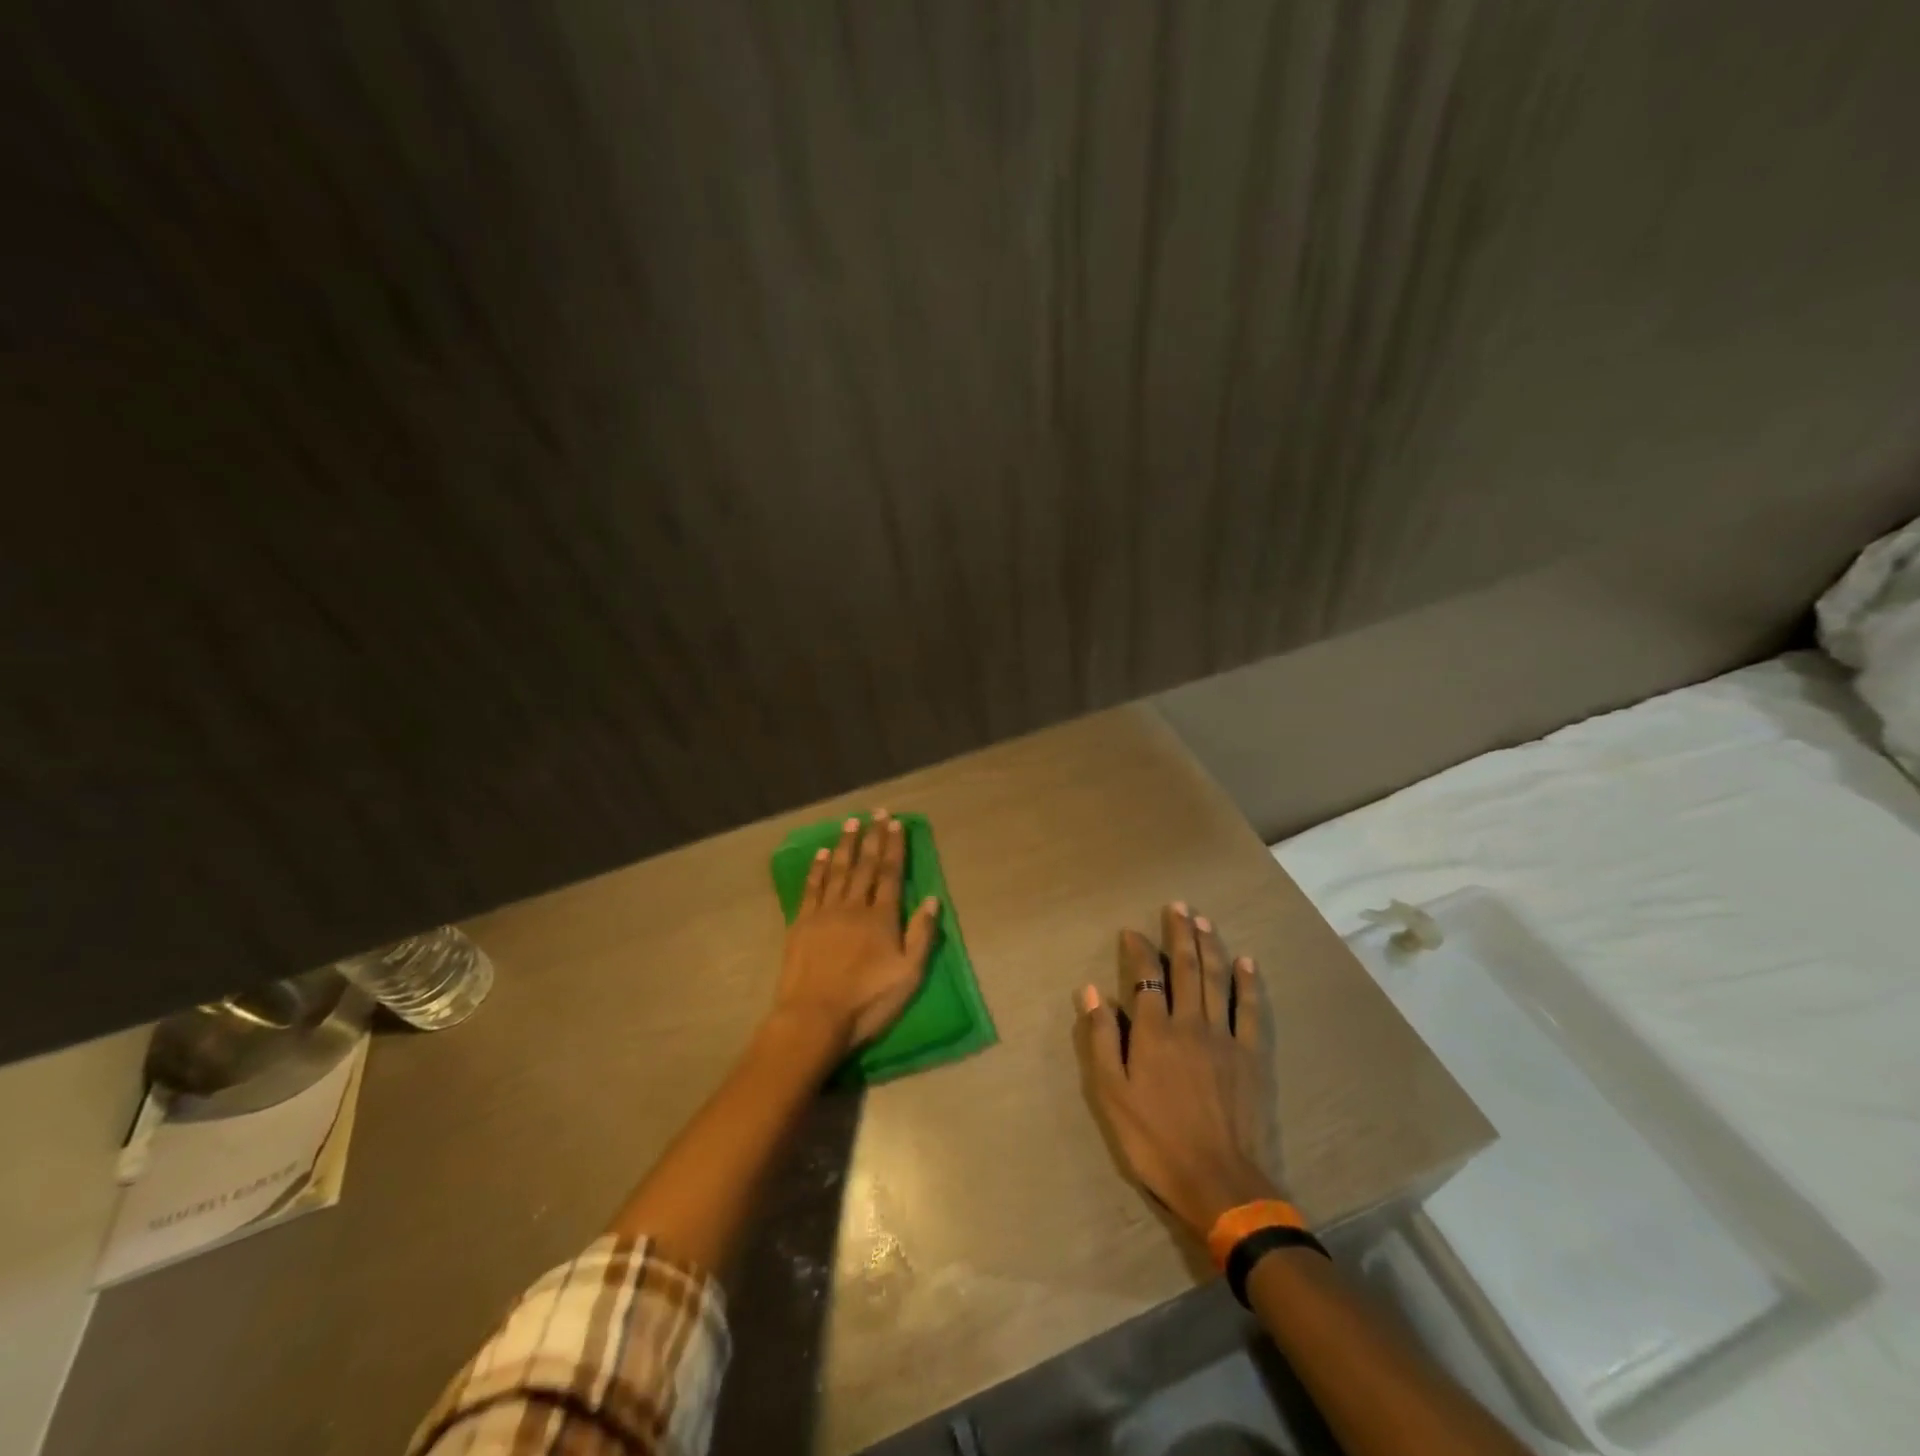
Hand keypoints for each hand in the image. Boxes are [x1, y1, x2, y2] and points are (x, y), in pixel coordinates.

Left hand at [774, 810, 940, 1056]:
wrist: (814, 1017)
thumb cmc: (867, 1001)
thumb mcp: (909, 975)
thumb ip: (922, 935)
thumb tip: (933, 899)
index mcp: (882, 918)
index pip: (891, 874)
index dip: (894, 848)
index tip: (896, 824)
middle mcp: (854, 906)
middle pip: (865, 866)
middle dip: (872, 837)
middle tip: (876, 812)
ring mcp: (825, 912)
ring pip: (838, 870)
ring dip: (845, 845)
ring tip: (851, 823)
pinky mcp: (801, 923)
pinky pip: (811, 888)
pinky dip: (817, 869)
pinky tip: (821, 854)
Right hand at [1075, 903, 1281, 1236]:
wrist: (1218, 1182)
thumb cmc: (1155, 1139)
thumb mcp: (1112, 1095)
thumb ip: (1101, 1039)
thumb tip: (1090, 991)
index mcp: (1154, 1032)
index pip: (1145, 977)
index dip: (1138, 950)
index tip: (1131, 931)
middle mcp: (1190, 1023)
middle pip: (1185, 968)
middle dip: (1179, 933)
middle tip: (1178, 906)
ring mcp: (1224, 1037)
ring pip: (1216, 980)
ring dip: (1210, 946)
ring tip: (1203, 920)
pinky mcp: (1251, 1056)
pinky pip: (1250, 1010)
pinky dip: (1248, 983)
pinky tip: (1246, 962)